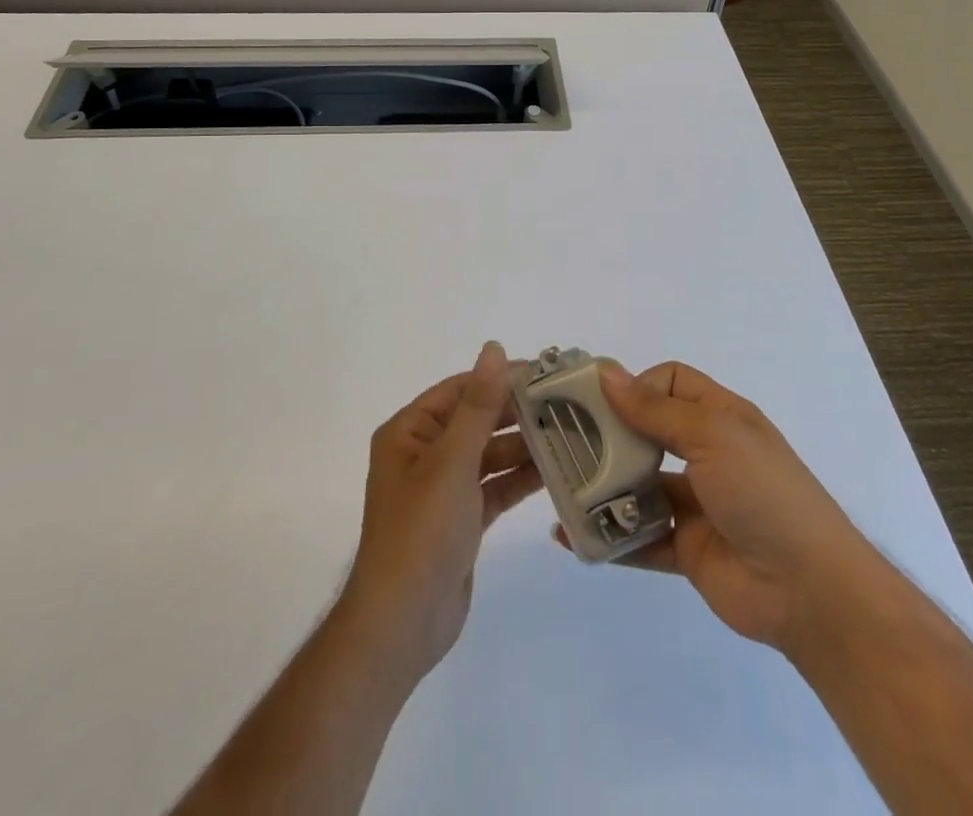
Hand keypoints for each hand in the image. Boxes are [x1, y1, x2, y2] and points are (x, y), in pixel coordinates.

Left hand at [336, 342, 543, 684]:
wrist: (402, 623)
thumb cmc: (421, 530)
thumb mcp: (452, 460)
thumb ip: (478, 405)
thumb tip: (494, 349)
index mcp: (409, 432)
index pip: (460, 390)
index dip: (499, 378)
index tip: (544, 372)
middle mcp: (423, 453)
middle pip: (476, 420)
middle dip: (516, 413)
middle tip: (567, 404)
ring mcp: (442, 488)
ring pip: (488, 455)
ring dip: (522, 447)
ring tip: (570, 435)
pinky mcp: (460, 520)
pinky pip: (493, 487)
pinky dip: (518, 480)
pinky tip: (554, 472)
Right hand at [577, 360, 858, 654]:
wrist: (811, 590)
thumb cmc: (763, 491)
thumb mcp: (712, 435)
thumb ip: (655, 410)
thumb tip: (608, 374)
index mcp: (719, 416)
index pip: (670, 382)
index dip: (637, 386)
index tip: (602, 404)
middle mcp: (706, 453)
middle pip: (648, 431)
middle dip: (609, 435)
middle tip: (565, 442)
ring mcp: (696, 503)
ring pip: (639, 485)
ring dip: (604, 486)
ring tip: (562, 489)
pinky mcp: (686, 548)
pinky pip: (640, 537)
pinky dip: (609, 536)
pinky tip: (574, 537)